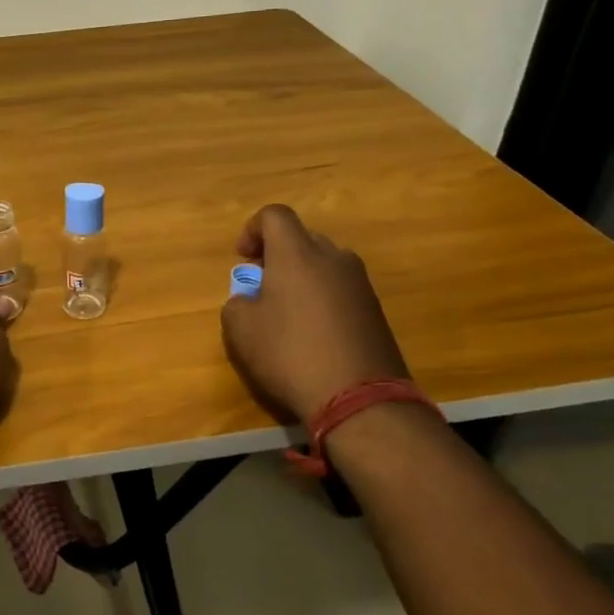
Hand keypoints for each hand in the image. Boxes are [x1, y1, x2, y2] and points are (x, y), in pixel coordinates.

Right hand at [219, 205, 409, 419]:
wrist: (360, 398)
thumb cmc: (290, 354)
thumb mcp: (241, 330)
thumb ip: (237, 303)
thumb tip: (249, 300)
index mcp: (298, 254)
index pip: (274, 215)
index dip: (252, 229)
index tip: (243, 259)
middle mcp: (333, 258)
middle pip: (301, 238)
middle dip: (277, 255)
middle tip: (261, 287)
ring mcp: (360, 284)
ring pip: (324, 264)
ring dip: (301, 278)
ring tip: (286, 313)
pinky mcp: (376, 310)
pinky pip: (341, 290)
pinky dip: (322, 299)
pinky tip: (313, 334)